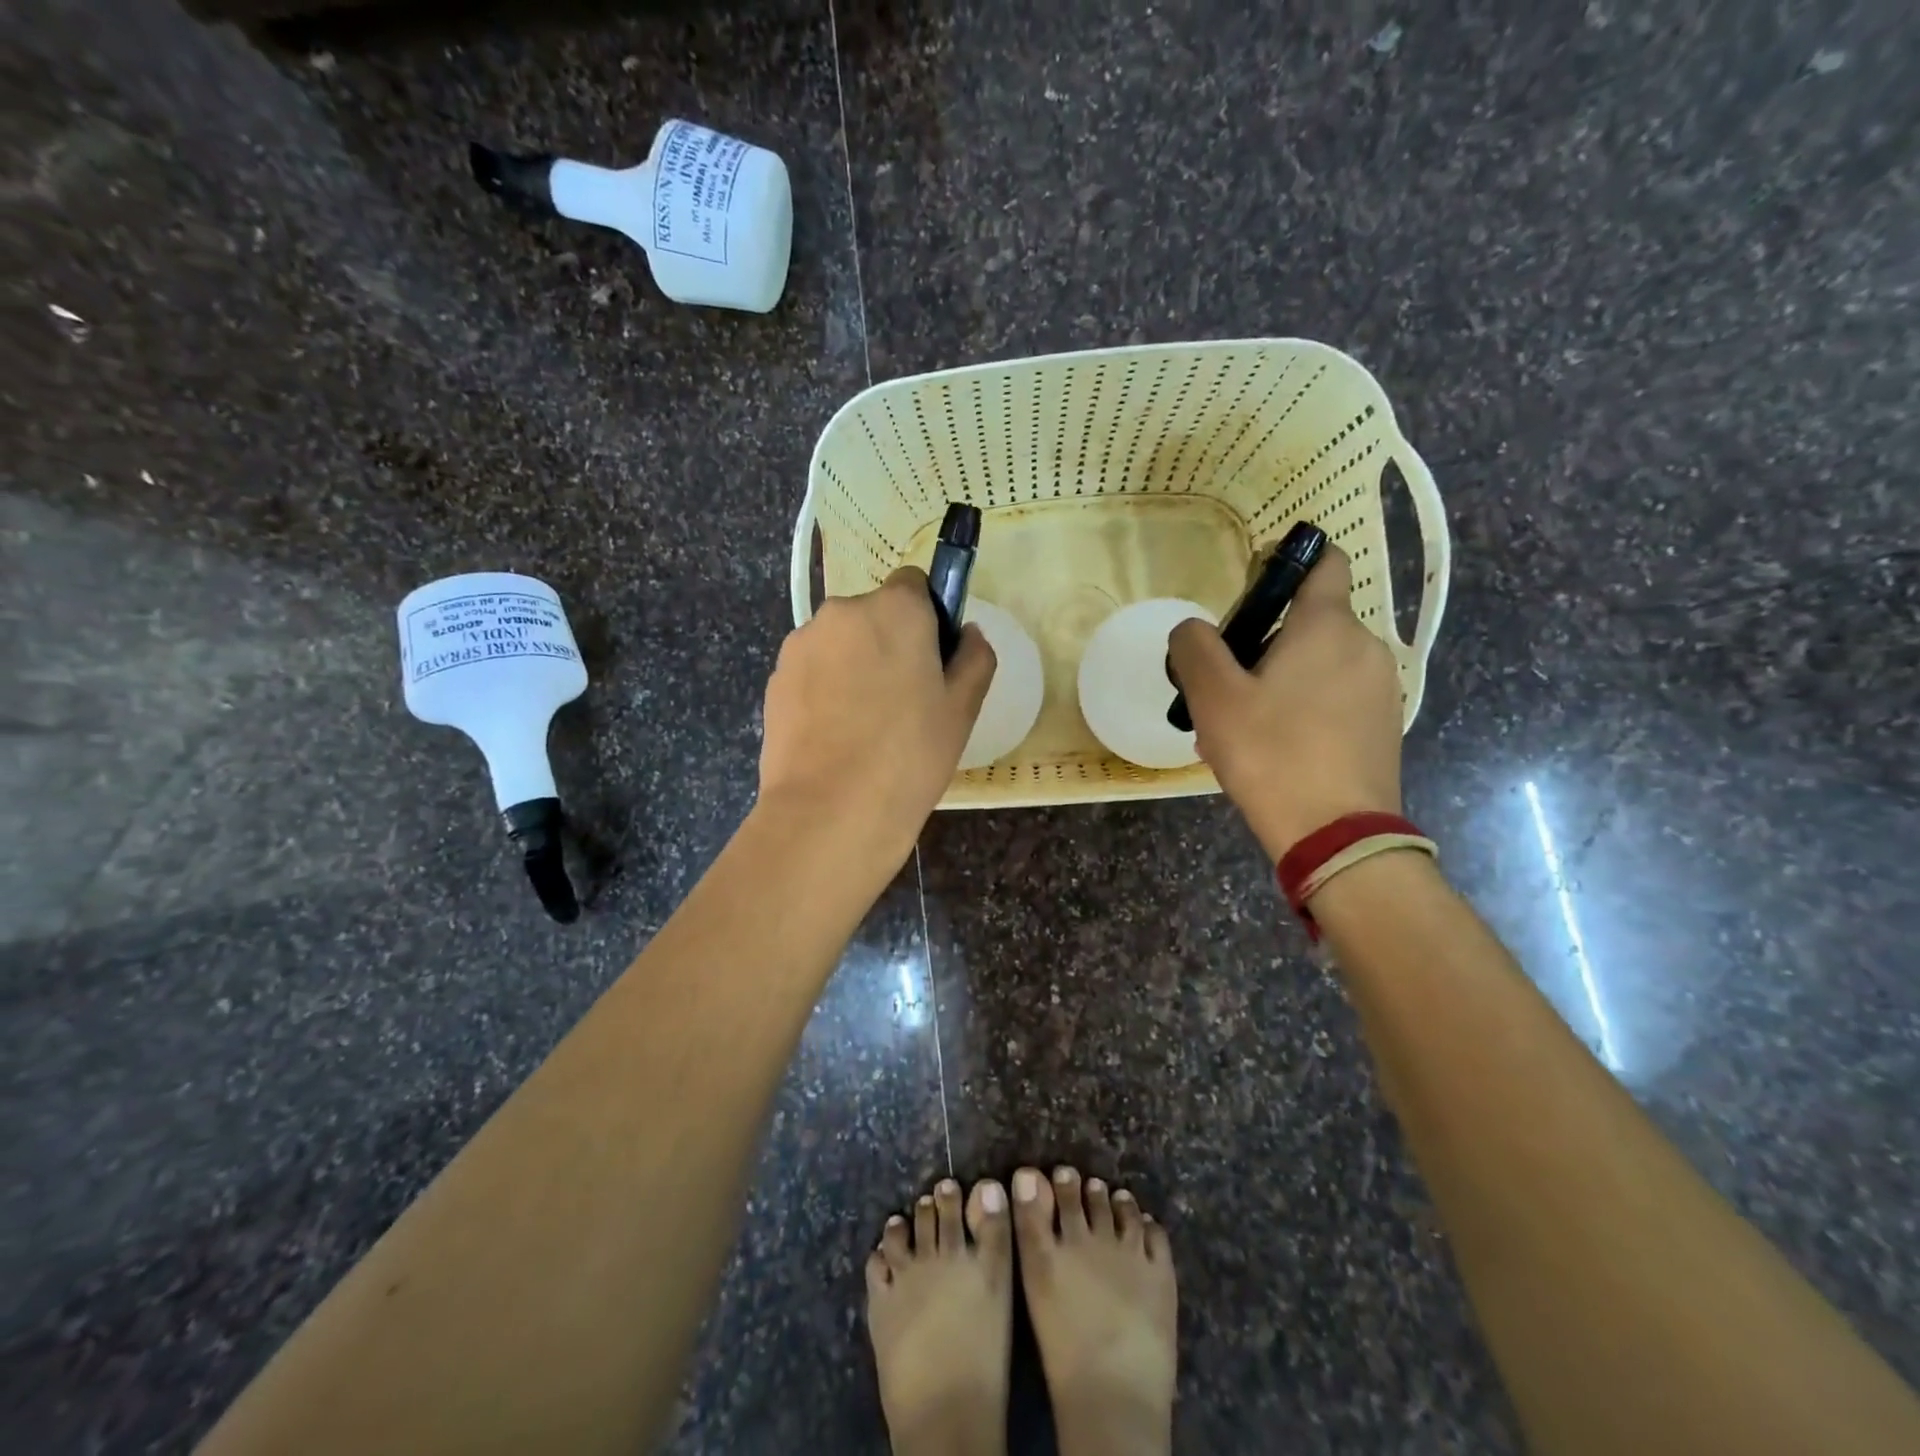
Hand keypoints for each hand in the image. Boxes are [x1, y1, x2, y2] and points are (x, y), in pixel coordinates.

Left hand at [758, 567, 995, 867]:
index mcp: (894, 609)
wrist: (830, 811)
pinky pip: (812, 671)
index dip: (928, 617)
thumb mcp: (962, 709)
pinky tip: (835, 736)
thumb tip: (967, 633)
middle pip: (873, 614)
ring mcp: (800, 645)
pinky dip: (825, 690)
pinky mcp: (775, 679)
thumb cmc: (909, 755)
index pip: (914, 584)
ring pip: (840, 644)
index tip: (932, 661)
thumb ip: (974, 657)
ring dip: (854, 666)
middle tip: (904, 701)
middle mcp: (841, 613)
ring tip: (864, 725)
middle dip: (889, 643)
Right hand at [1167, 545, 1403, 859]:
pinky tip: (1270, 750)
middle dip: (1262, 644)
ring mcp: (1381, 690)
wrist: (1336, 835)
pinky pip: (1333, 700)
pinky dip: (1301, 709)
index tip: (1249, 589)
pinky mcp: (1383, 727)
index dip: (1286, 562)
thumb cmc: (1272, 754)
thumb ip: (1195, 648)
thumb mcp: (1214, 697)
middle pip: (1308, 623)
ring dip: (1276, 682)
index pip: (1324, 562)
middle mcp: (1365, 647)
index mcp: (1328, 627)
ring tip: (1239, 729)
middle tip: (1223, 688)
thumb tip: (1192, 629)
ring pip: (1317, 666)